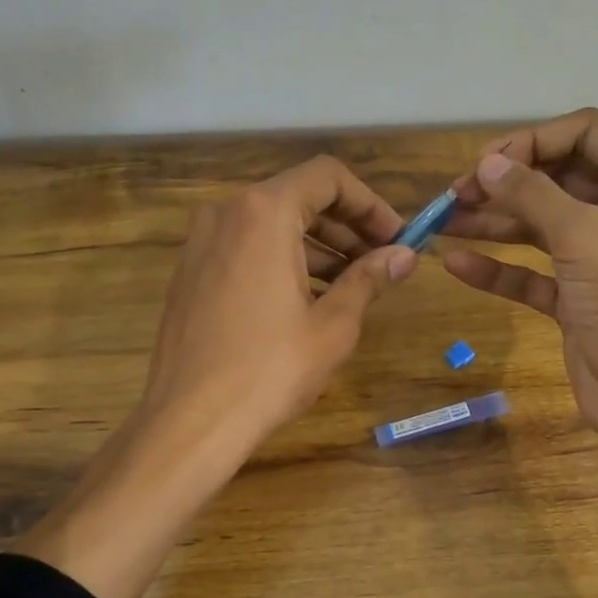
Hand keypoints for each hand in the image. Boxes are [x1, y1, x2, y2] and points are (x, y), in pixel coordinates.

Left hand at [139, 154, 415, 459]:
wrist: (192, 420)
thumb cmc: (271, 369)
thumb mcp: (333, 324)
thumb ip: (370, 279)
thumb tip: (406, 256)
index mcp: (264, 213)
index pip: (328, 177)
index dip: (370, 203)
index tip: (396, 238)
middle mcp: (227, 213)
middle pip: (299, 198)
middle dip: (347, 227)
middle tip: (382, 263)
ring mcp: (201, 243)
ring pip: (272, 225)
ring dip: (318, 247)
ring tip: (353, 286)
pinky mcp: (191, 273)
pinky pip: (247, 249)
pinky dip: (284, 261)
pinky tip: (309, 300)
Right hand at [445, 109, 597, 451]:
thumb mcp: (582, 237)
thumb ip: (532, 195)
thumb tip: (487, 164)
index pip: (585, 133)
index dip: (533, 141)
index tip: (486, 162)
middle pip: (556, 178)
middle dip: (505, 183)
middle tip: (456, 193)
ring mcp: (597, 256)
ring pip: (538, 225)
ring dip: (492, 222)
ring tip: (442, 222)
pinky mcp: (575, 296)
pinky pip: (530, 272)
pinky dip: (498, 268)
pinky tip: (457, 264)